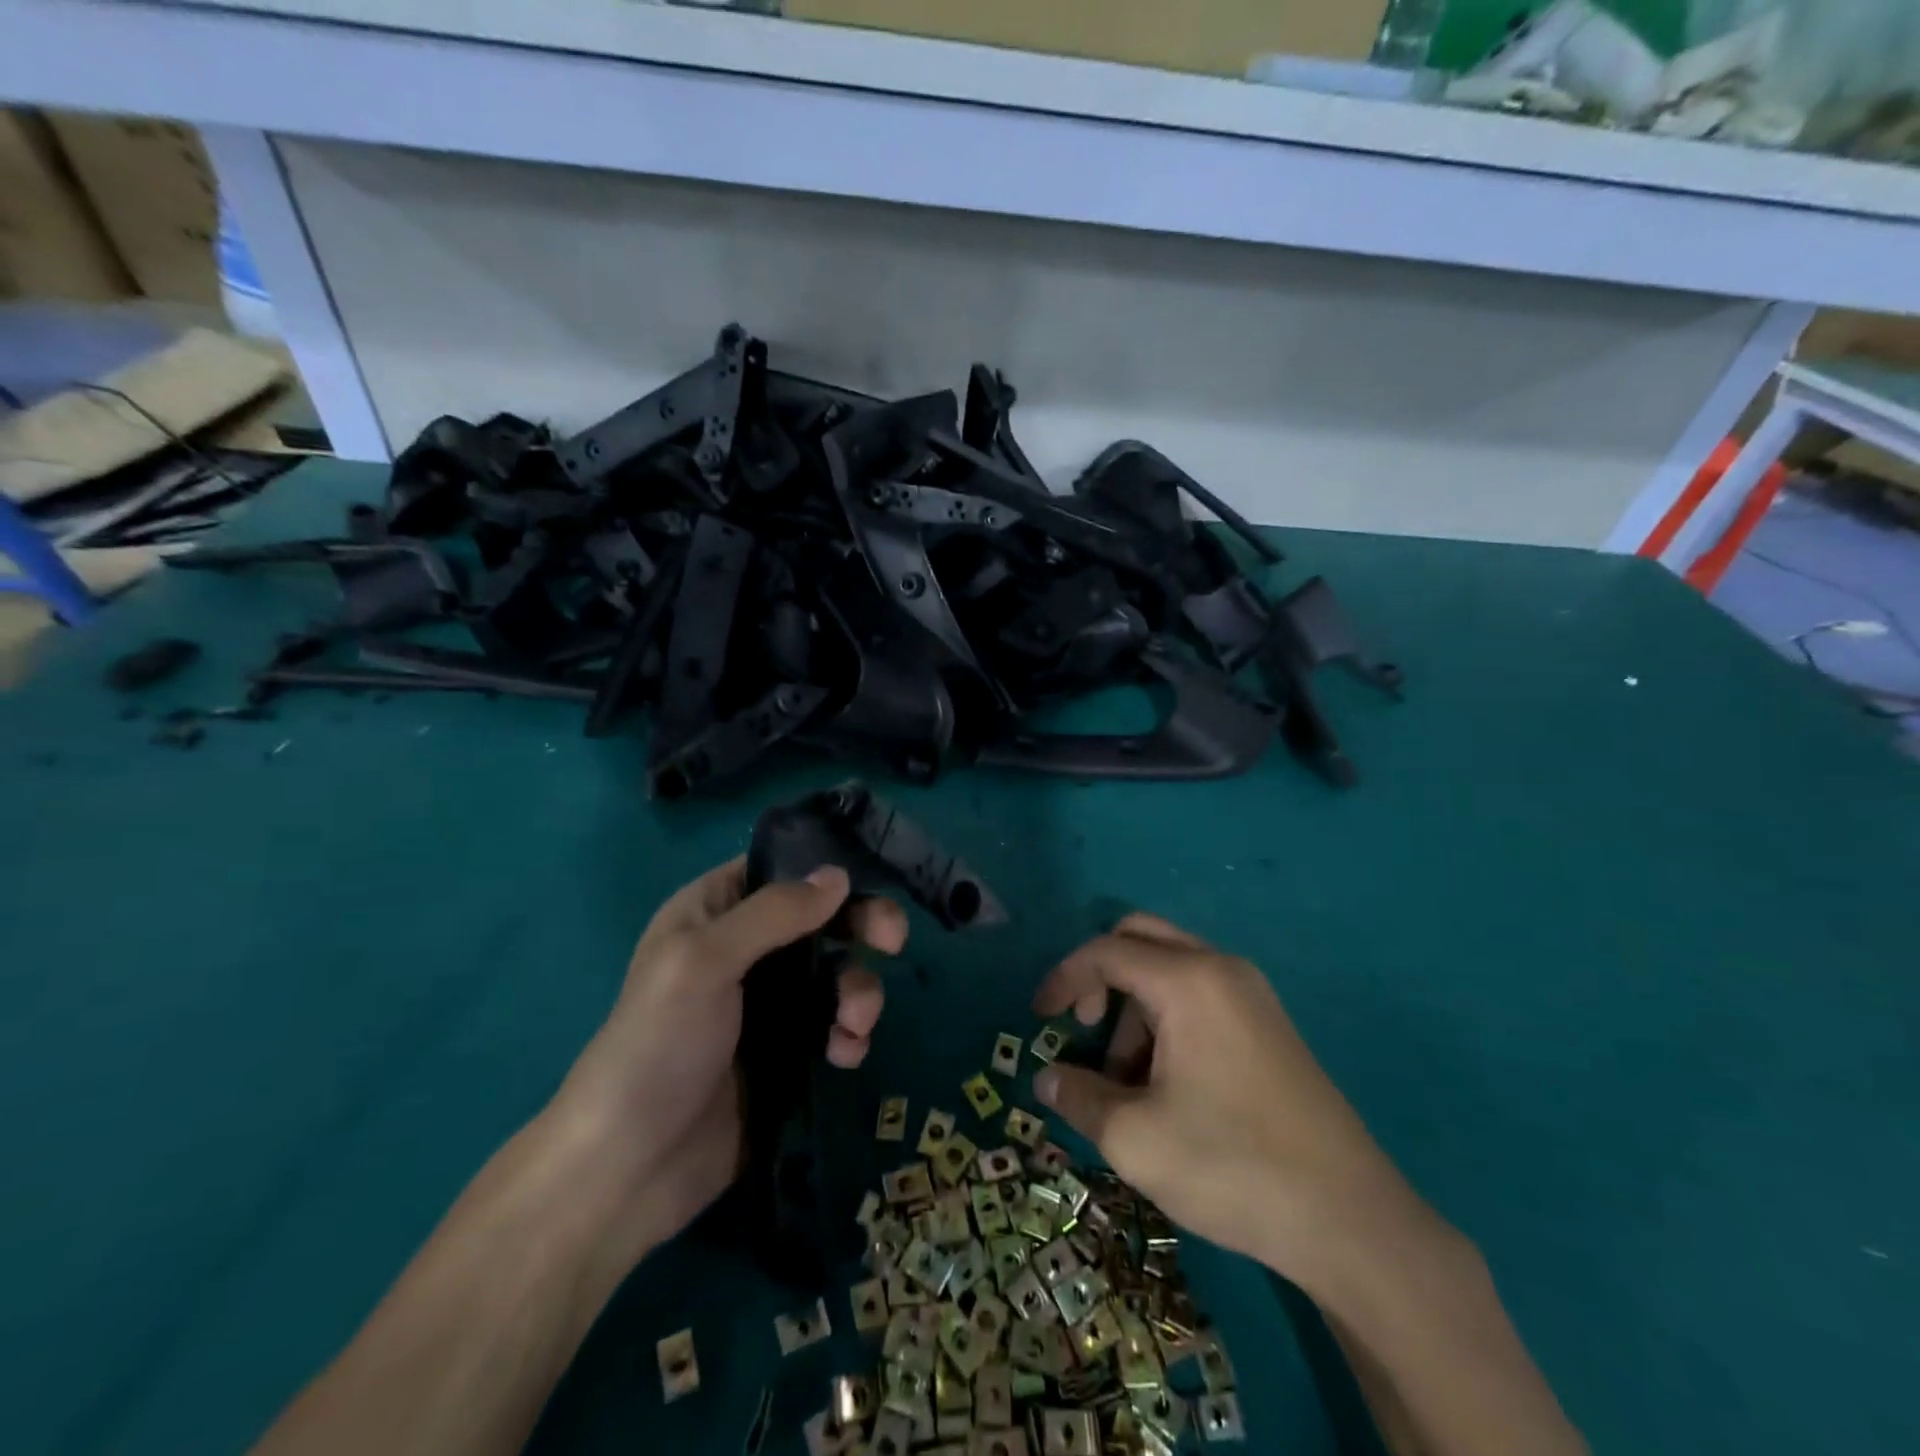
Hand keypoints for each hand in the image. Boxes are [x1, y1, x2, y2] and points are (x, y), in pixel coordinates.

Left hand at [550, 859, 906, 1251]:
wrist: (628, 1168)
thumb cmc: (657, 1044)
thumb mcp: (704, 961)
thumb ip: (774, 913)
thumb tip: (839, 875)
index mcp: (714, 913)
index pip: (781, 871)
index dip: (826, 873)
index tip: (869, 887)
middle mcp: (745, 950)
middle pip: (821, 920)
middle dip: (861, 928)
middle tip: (893, 941)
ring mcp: (768, 1005)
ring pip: (836, 973)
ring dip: (859, 991)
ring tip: (855, 1023)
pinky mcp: (787, 1053)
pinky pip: (835, 1025)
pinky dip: (850, 1034)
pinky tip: (845, 1055)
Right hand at [1032, 914, 1432, 1286]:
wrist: (1351, 1220)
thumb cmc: (1231, 1166)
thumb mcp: (1134, 1139)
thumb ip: (1078, 1096)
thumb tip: (1046, 1077)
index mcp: (1188, 981)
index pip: (1105, 952)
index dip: (1063, 978)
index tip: (1039, 1018)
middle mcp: (1221, 968)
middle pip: (1140, 937)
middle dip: (1099, 975)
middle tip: (1082, 1026)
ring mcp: (1251, 992)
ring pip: (1169, 967)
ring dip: (1133, 1005)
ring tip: (1128, 1080)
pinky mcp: (1268, 1022)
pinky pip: (1199, 992)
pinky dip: (1166, 1016)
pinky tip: (1167, 1080)